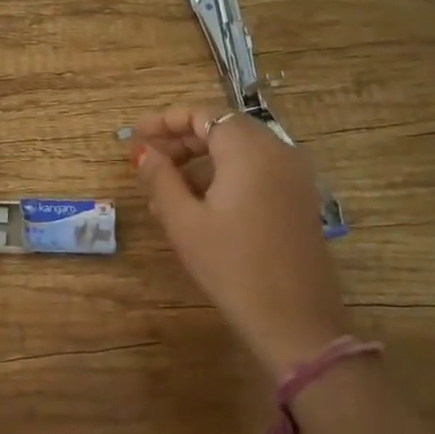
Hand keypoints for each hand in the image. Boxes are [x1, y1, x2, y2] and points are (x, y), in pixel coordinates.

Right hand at [129, 104, 348, 375]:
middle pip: (223, 129)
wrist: (293, 318)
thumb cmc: (231, 266)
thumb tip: (143, 152)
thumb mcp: (184, 221)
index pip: (203, 115)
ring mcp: (294, 176)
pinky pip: (257, 171)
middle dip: (182, 141)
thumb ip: (160, 178)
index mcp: (249, 150)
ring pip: (240, 151)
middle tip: (147, 161)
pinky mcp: (299, 199)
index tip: (136, 135)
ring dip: (201, 161)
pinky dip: (225, 175)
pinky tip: (198, 205)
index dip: (165, 121)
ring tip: (165, 190)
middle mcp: (277, 151)